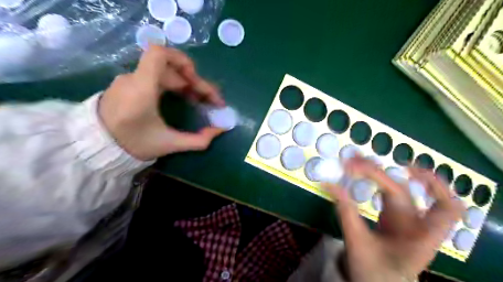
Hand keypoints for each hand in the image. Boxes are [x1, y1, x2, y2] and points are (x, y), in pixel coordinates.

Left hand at [98, 45, 223, 160]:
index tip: (196, 80)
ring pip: (164, 73)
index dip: (182, 60)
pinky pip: (155, 78)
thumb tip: (220, 130)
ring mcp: (130, 80)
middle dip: (194, 82)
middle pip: (170, 68)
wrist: (95, 147)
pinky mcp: (128, 85)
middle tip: (209, 100)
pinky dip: (173, 85)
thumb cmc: (132, 145)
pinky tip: (181, 98)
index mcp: (142, 88)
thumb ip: (197, 140)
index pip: (159, 54)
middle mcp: (135, 78)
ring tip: (197, 101)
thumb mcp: (168, 144)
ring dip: (185, 84)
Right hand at [326, 157, 462, 280]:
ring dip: (377, 172)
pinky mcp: (392, 215)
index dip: (437, 187)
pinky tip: (362, 173)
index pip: (443, 209)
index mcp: (421, 237)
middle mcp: (415, 223)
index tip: (407, 169)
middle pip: (404, 190)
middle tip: (353, 164)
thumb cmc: (373, 272)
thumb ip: (346, 213)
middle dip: (379, 173)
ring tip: (355, 162)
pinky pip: (386, 192)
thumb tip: (329, 185)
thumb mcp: (358, 243)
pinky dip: (375, 180)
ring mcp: (403, 218)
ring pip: (396, 188)